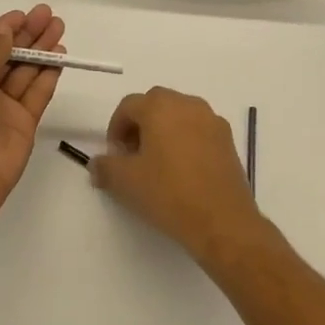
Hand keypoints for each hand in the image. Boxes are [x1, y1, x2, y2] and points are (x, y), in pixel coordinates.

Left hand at [0, 5, 65, 221]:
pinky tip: (61, 56)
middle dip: (27, 35)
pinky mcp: (23, 124)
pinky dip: (48, 75)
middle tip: (49, 15)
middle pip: (7, 57)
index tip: (23, 14)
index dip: (2, 30)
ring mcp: (1, 108)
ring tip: (60, 28)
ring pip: (25, 72)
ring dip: (41, 50)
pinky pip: (37, 94)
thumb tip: (4, 32)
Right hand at [91, 88, 263, 263]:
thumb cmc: (168, 193)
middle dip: (140, 124)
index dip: (115, 128)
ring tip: (158, 162)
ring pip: (179, 115)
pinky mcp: (228, 140)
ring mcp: (212, 120)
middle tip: (133, 154)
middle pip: (155, 104)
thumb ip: (105, 167)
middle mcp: (187, 104)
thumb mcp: (125, 182)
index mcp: (160, 107)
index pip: (128, 105)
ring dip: (164, 130)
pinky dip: (186, 140)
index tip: (114, 154)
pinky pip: (199, 130)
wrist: (222, 221)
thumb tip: (96, 164)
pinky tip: (183, 170)